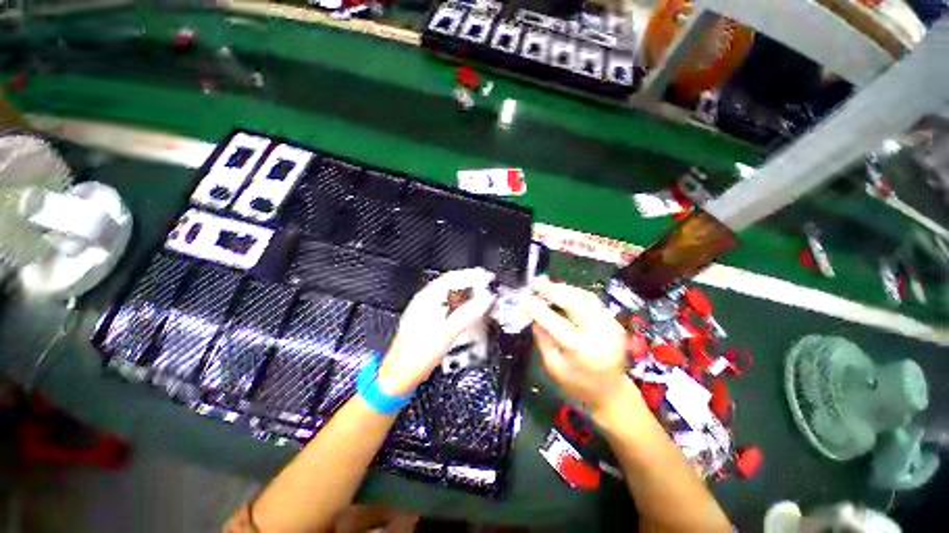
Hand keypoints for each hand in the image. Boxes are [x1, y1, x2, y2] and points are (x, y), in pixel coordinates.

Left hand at [378, 268, 496, 395]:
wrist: (400, 375)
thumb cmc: (417, 355)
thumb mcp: (447, 333)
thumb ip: (468, 313)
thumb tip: (486, 299)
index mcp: (427, 298)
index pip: (453, 278)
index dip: (472, 275)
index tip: (488, 277)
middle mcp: (425, 300)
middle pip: (452, 284)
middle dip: (471, 284)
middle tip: (489, 287)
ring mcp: (426, 310)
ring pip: (450, 295)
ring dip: (467, 294)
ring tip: (482, 297)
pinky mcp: (428, 320)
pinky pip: (448, 305)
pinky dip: (460, 305)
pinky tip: (468, 310)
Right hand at [529, 277, 642, 415]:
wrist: (612, 394)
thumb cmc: (577, 386)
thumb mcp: (553, 366)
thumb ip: (542, 338)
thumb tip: (533, 315)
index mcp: (581, 349)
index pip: (555, 322)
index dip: (538, 308)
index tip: (524, 299)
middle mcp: (599, 332)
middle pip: (575, 302)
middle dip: (554, 290)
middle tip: (537, 282)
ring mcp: (610, 325)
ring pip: (586, 297)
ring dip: (565, 289)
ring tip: (548, 285)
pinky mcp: (614, 322)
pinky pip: (593, 302)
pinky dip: (575, 294)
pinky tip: (563, 292)